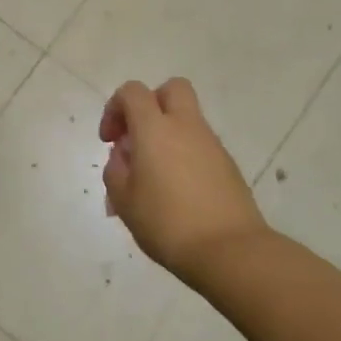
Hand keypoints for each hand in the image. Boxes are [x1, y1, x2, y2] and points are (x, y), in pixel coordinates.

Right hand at [101, 78, 267, 284]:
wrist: (230, 251)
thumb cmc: (167, 223)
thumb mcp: (124, 200)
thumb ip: (116, 169)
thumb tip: (125, 154)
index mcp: (155, 129)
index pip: (132, 92)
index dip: (114, 108)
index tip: (110, 140)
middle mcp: (186, 127)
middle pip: (171, 89)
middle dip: (150, 105)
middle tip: (137, 138)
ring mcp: (212, 145)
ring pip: (187, 119)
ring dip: (166, 134)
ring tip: (152, 177)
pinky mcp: (228, 165)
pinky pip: (200, 146)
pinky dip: (184, 155)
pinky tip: (176, 192)